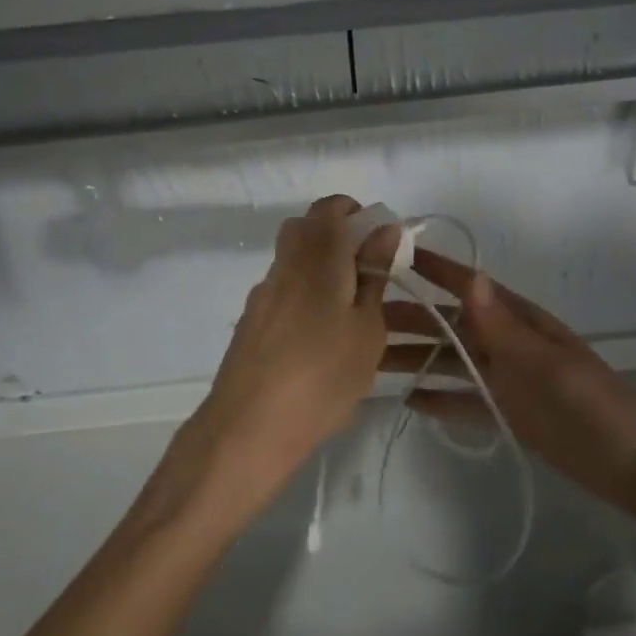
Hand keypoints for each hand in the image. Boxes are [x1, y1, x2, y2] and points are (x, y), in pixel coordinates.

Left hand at [172, 196, 398, 521]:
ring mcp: (263, 294)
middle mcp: (285, 266)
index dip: (355, 212)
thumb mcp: (367, 328)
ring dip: (322, 269)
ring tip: (351, 313)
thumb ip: (374, 274)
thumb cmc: (323, 375)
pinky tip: (320, 339)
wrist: (250, 427)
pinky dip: (305, 297)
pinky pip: (284, 291)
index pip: (329, 208)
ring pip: (294, 261)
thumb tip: (385, 230)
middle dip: (338, 238)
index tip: (379, 239)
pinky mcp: (251, 322)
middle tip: (368, 272)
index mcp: (317, 257)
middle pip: (306, 229)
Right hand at [381, 251, 635, 517]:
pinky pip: (463, 399)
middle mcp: (507, 343)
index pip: (469, 286)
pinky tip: (408, 399)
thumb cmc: (590, 405)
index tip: (391, 254)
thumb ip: (502, 326)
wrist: (631, 465)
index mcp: (519, 321)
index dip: (433, 269)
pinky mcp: (506, 411)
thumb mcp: (544, 363)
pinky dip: (438, 397)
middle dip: (409, 317)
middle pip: (449, 324)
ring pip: (450, 361)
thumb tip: (470, 276)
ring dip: (415, 358)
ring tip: (370, 360)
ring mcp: (506, 378)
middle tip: (359, 320)